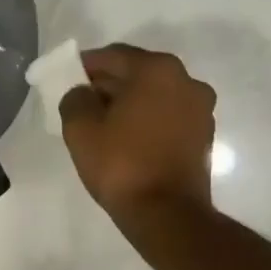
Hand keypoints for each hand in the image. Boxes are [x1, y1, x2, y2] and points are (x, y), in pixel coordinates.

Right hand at [58, 44, 217, 219]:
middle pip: (137, 73)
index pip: (113, 56)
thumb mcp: (81, 130)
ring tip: (103, 124)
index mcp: (157, 70)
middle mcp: (186, 81)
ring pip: (154, 96)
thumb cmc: (121, 165)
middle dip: (108, 85)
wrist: (166, 213)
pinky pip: (167, 117)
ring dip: (129, 103)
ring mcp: (200, 109)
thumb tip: (81, 93)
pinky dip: (147, 121)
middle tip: (81, 102)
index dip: (85, 65)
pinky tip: (127, 140)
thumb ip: (74, 99)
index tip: (66, 78)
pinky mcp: (203, 136)